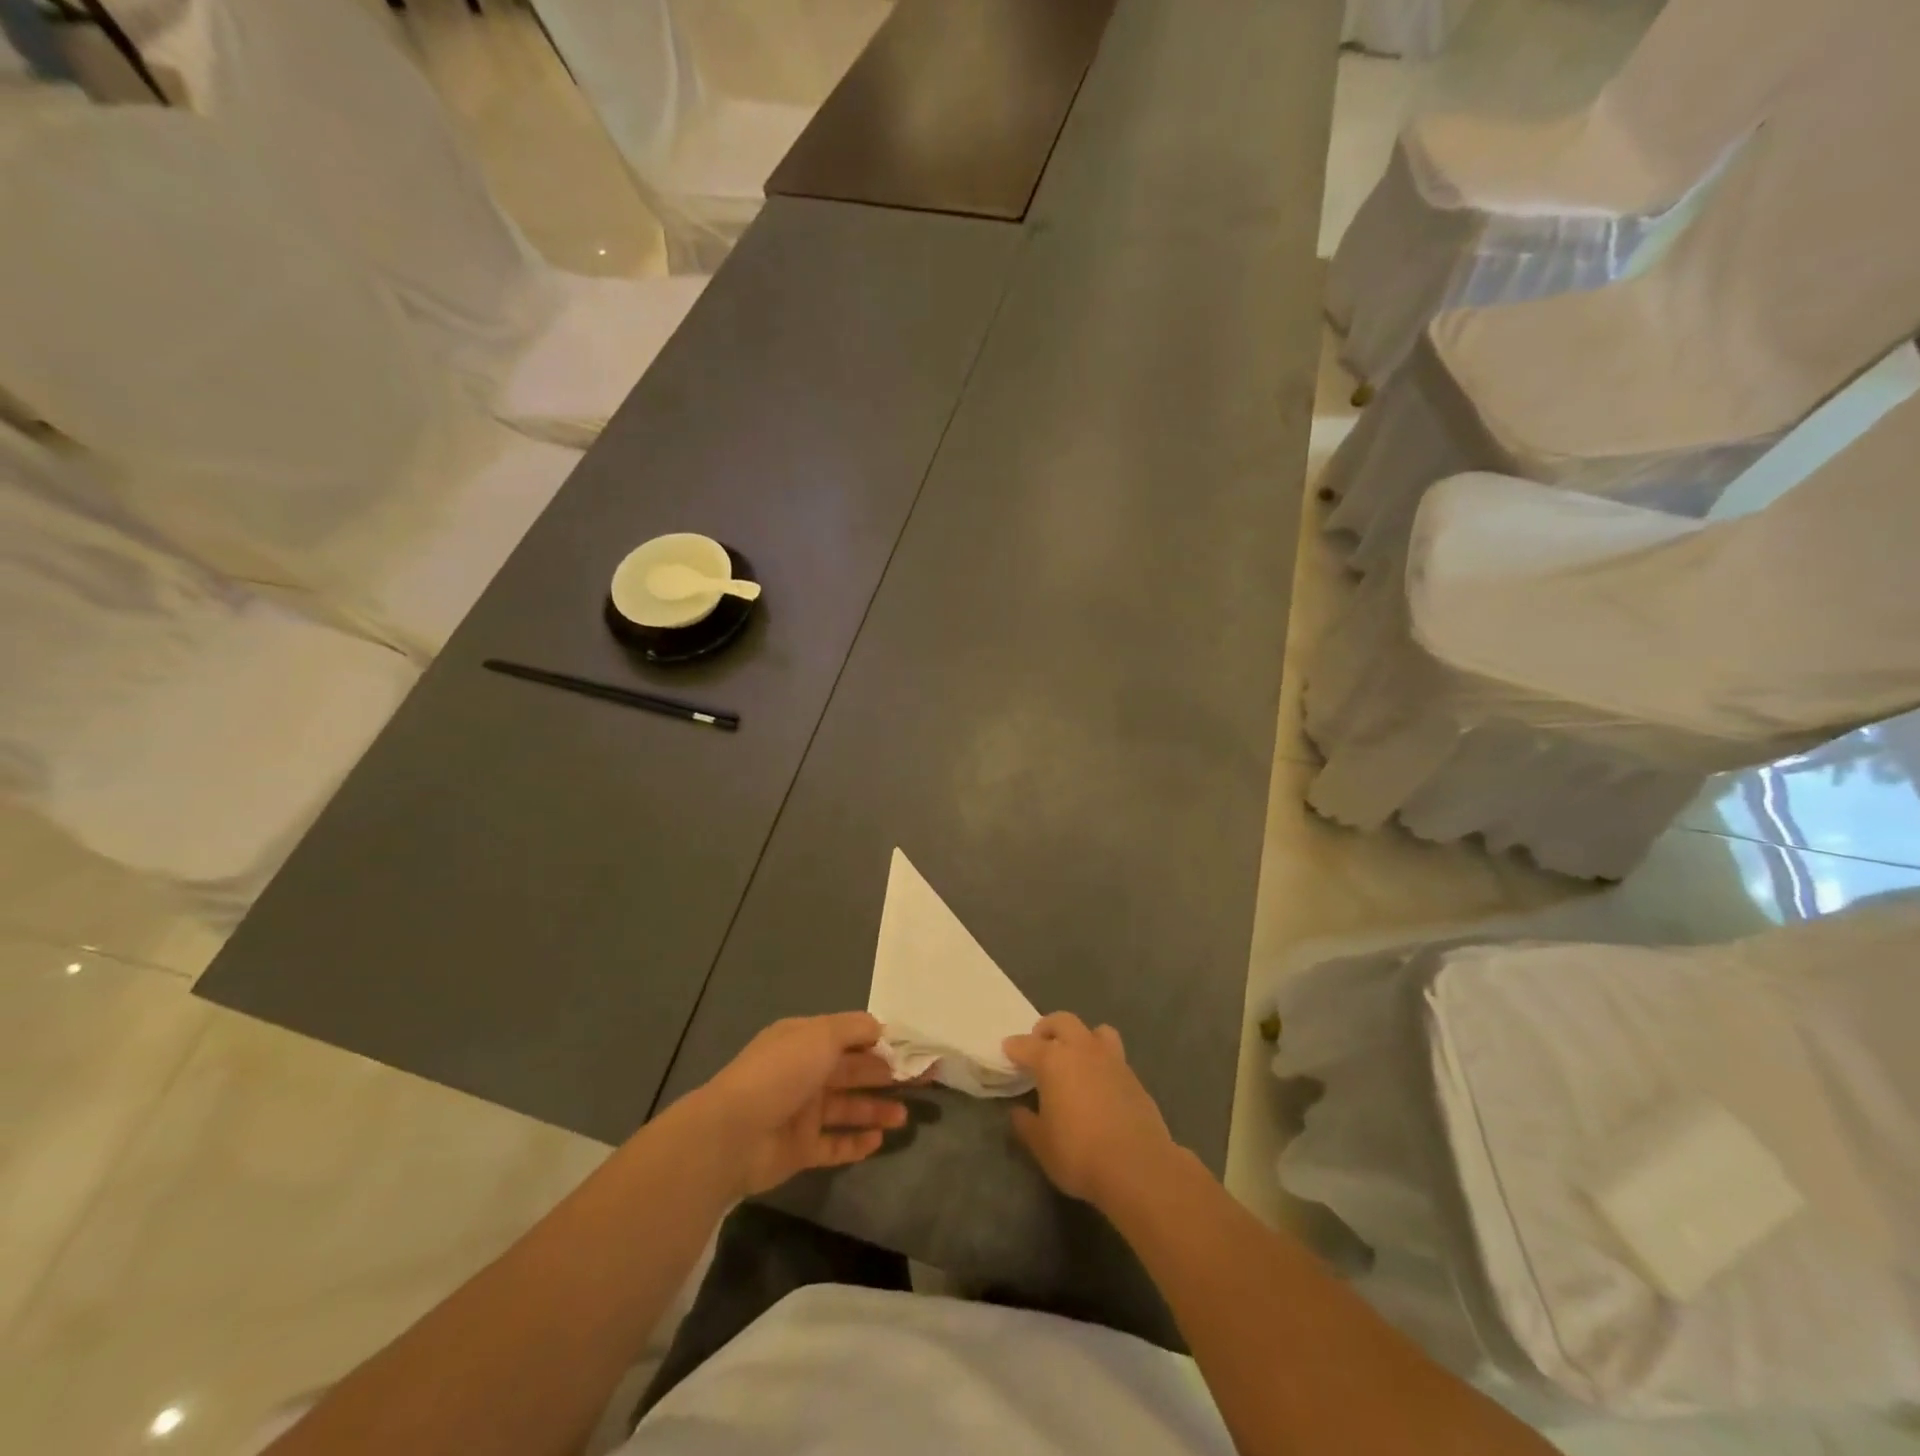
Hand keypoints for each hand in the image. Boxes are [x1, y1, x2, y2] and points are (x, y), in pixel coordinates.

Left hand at [698, 1012, 908, 1195]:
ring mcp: (801, 1112)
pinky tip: (879, 1141)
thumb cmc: (781, 1073)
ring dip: (875, 1110)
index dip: (879, 1043)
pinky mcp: (799, 1149)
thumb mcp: (821, 1035)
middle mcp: (804, 1073)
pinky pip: (834, 1144)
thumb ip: (854, 1029)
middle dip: (885, 1075)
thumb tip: (881, 1029)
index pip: (849, 1037)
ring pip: (847, 1108)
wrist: (733, 1134)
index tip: (910, 1050)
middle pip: (852, 1072)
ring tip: (904, 1116)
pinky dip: (855, 1143)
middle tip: (920, 1082)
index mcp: (805, 1041)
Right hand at [1003, 1012, 1176, 1207]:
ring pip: (1096, 1031)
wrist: (1138, 1167)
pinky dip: (1102, 1063)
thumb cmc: (1079, 1153)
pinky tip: (1099, 1085)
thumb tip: (1019, 1112)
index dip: (1014, 1047)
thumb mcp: (1041, 1144)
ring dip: (1082, 1037)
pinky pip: (1114, 1057)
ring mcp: (1112, 1061)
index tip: (1007, 1049)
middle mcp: (1082, 1050)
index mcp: (1054, 1060)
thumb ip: (1026, 1123)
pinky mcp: (1134, 1078)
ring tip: (1076, 1057)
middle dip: (1047, 1028)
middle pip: (1063, 1022)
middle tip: (1040, 1044)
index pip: (1026, 1045)